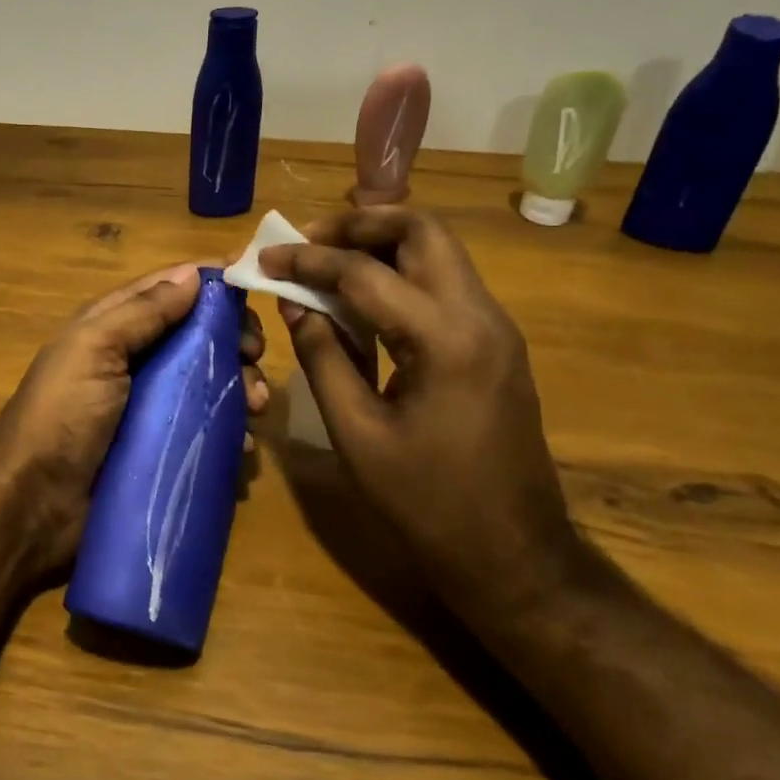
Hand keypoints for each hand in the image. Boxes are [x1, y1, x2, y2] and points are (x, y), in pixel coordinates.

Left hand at [0, 263, 268, 579]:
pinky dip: (230, 430)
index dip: (211, 286)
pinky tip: (244, 442)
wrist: (33, 506)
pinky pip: (207, 430)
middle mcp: (137, 361)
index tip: (253, 288)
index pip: (170, 291)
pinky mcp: (164, 449)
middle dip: (233, 340)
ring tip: (256, 406)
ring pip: (210, 383)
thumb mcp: (93, 349)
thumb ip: (142, 311)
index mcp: (114, 328)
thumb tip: (195, 274)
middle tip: (255, 355)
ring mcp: (153, 408)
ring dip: (240, 386)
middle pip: (198, 336)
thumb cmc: (62, 416)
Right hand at [259, 207, 583, 628]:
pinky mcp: (495, 343)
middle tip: (308, 241)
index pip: (365, 273)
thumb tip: (294, 305)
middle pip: (422, 230)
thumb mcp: (357, 434)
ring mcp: (495, 327)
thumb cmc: (427, 504)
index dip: (308, 260)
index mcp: (445, 340)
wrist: (514, 555)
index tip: (265, 257)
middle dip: (359, 224)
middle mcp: (480, 316)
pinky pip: (445, 283)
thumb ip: (323, 358)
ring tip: (327, 260)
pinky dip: (401, 272)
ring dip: (381, 242)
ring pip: (438, 250)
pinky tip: (362, 299)